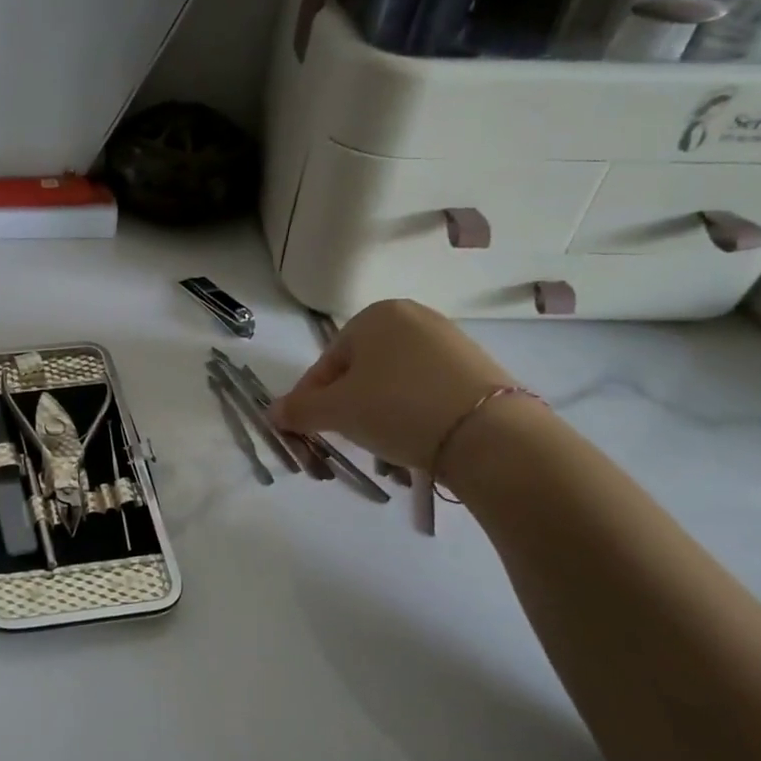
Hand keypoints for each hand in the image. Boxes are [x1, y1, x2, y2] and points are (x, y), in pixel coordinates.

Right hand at [268, 300, 516, 471]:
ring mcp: (449, 340)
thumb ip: (299, 410)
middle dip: (349, 406)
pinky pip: (427, 389)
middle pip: (362, 370)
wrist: (488, 433)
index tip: (309, 429)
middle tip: (348, 438)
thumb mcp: (337, 411)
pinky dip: (413, 412)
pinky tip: (416, 439)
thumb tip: (272, 412)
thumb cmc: (396, 408)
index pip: (327, 362)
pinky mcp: (477, 367)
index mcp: (374, 315)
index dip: (312, 399)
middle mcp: (413, 317)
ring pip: (394, 382)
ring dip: (379, 412)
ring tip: (384, 445)